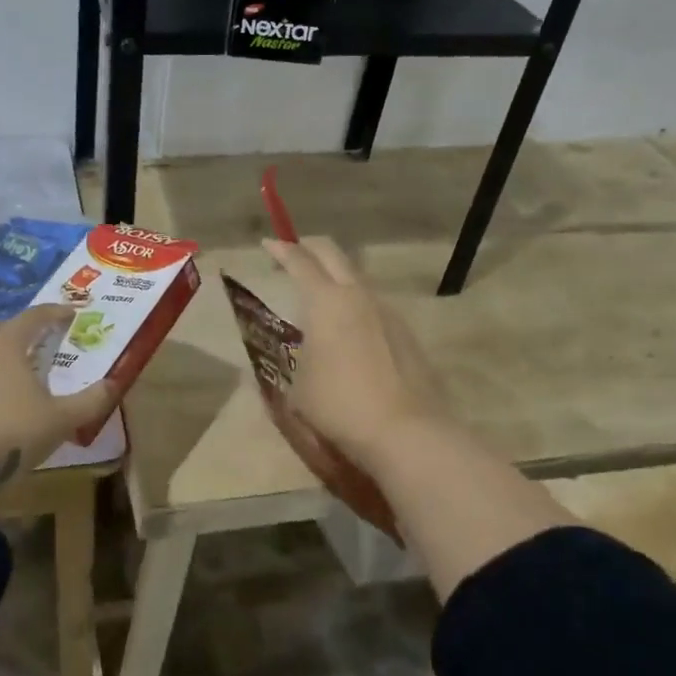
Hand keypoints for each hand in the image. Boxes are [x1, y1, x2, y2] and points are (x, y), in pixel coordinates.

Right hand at [263, 236, 453, 474]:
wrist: (406, 431)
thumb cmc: (339, 405)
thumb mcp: (297, 389)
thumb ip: (289, 365)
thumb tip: (287, 360)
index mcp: (326, 301)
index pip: (300, 261)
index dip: (281, 250)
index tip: (268, 243)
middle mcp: (358, 296)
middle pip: (333, 254)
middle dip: (310, 247)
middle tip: (293, 252)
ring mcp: (387, 312)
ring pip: (357, 278)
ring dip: (335, 277)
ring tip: (320, 296)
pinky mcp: (406, 332)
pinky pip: (373, 305)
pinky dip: (354, 303)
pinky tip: (349, 328)